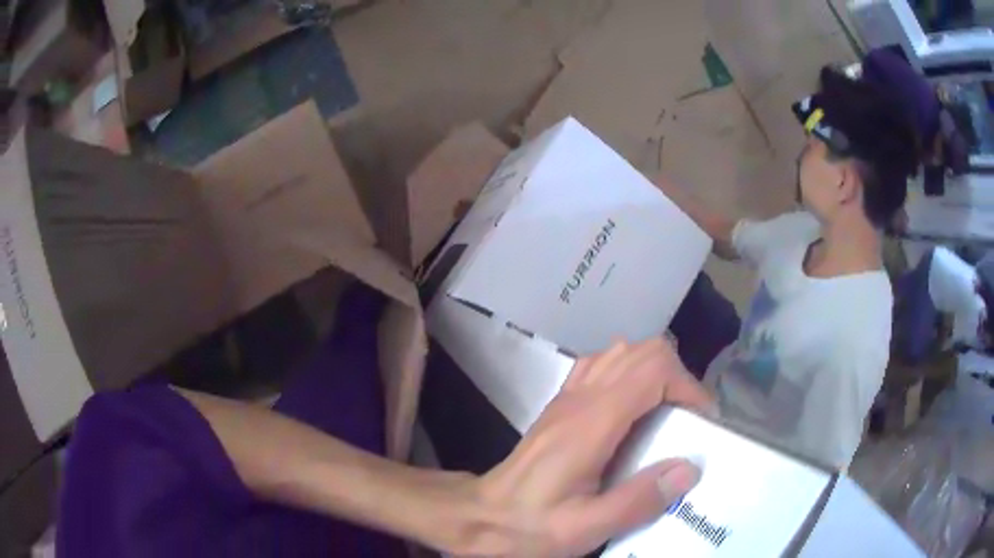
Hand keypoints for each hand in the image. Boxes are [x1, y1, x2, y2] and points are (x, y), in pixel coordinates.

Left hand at [476, 337, 712, 556]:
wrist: (482, 515)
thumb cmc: (530, 526)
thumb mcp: (585, 528)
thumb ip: (637, 501)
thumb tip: (689, 468)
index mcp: (590, 424)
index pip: (652, 370)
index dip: (687, 386)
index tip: (701, 421)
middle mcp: (579, 399)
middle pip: (642, 351)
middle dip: (678, 378)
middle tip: (689, 419)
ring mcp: (567, 397)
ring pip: (622, 352)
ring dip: (655, 373)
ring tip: (668, 414)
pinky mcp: (562, 404)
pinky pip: (602, 366)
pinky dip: (629, 373)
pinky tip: (634, 410)